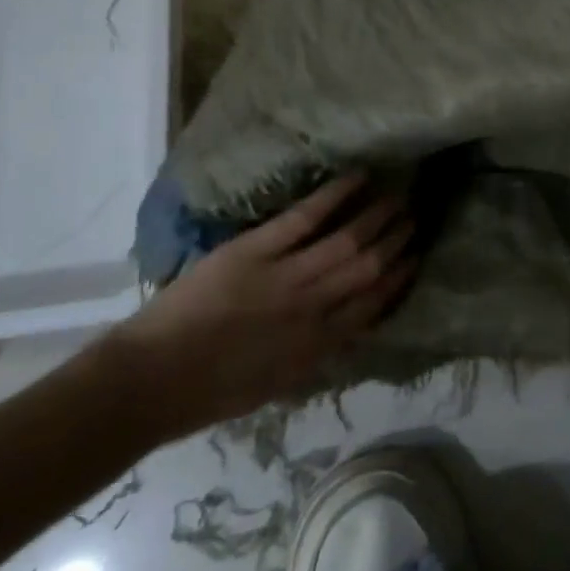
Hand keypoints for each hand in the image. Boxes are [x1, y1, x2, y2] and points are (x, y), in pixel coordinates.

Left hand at [103, 173, 413, 438]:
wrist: (152, 381)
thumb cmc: (210, 393)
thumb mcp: (276, 385)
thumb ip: (315, 355)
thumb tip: (346, 329)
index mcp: (319, 345)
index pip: (374, 304)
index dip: (399, 278)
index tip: (416, 258)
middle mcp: (314, 307)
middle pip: (369, 266)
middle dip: (398, 241)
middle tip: (417, 217)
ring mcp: (287, 275)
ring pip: (347, 239)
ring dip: (377, 216)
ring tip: (399, 196)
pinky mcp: (258, 250)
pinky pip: (306, 217)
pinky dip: (335, 194)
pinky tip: (358, 177)